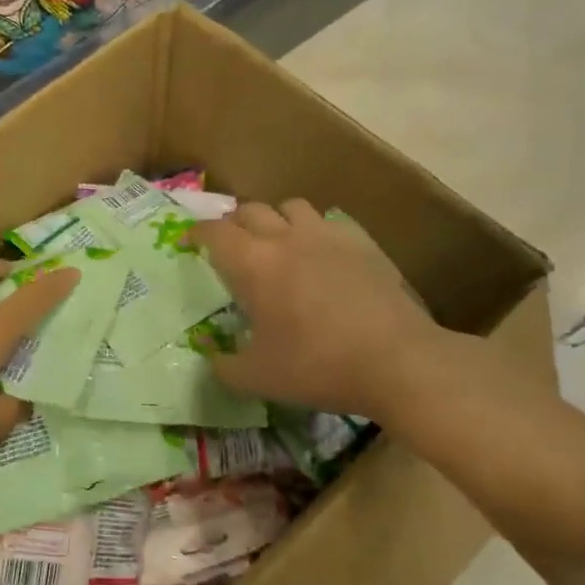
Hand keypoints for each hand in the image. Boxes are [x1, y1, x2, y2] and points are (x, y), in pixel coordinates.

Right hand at [192, 201, 439, 421]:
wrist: (396, 360)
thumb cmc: (316, 366)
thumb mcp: (257, 378)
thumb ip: (223, 366)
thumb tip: (211, 357)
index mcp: (252, 264)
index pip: (213, 232)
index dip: (196, 234)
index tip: (189, 243)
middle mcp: (285, 238)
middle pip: (250, 210)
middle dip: (234, 225)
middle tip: (232, 248)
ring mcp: (327, 234)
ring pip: (291, 206)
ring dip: (276, 220)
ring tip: (278, 244)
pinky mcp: (363, 241)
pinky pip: (331, 220)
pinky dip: (316, 230)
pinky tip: (322, 254)